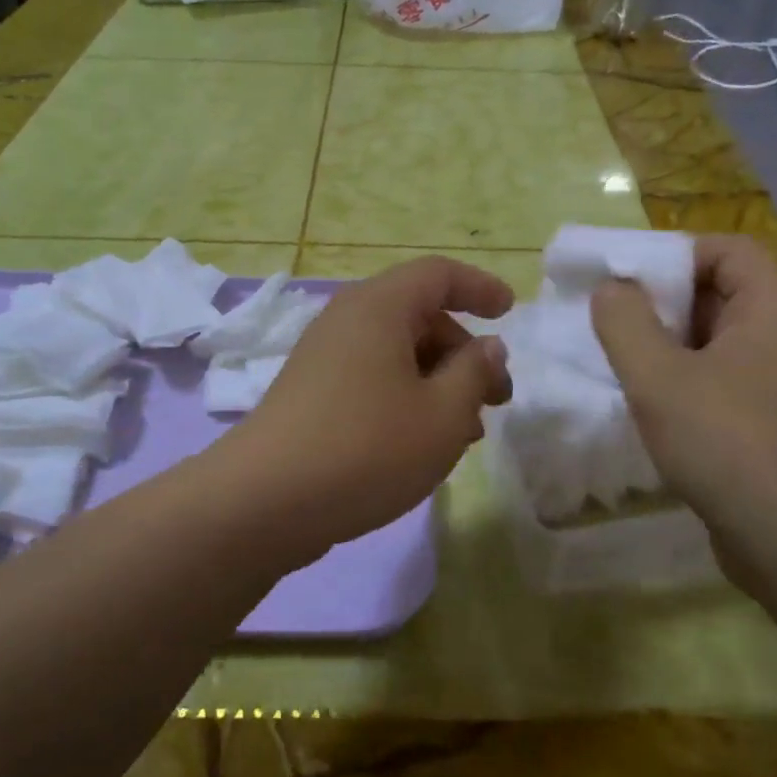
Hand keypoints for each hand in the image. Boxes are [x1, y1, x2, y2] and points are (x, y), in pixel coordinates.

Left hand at [231, 257, 513, 545]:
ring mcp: (324, 358)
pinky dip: (407, 397)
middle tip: (496, 399)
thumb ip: (474, 373)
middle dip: (465, 352)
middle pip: (419, 316)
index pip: (438, 274)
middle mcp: (347, 321)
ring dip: (439, 382)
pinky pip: (372, 379)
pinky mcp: (311, 394)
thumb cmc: (368, 448)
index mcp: (379, 307)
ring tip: (467, 431)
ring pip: (397, 354)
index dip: (479, 287)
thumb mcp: (442, 414)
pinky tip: (423, 442)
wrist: (265, 501)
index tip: (511, 312)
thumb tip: (487, 347)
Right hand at [590, 236, 776, 553]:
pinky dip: (689, 388)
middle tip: (613, 326)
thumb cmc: (729, 444)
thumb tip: (611, 288)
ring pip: (721, 347)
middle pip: (723, 296)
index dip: (675, 254)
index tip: (625, 282)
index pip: (729, 250)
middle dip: (664, 306)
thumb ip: (625, 323)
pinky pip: (728, 388)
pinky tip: (655, 414)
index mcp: (773, 310)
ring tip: (625, 369)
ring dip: (672, 351)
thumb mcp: (660, 378)